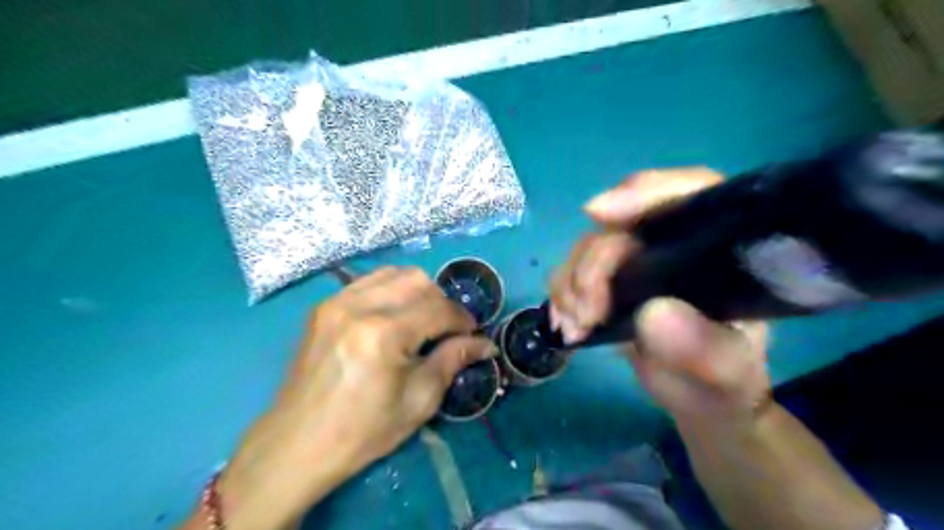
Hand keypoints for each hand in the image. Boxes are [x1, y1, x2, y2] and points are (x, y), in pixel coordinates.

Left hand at [214, 270, 496, 529]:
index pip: (439, 309)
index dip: (463, 320)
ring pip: (393, 273)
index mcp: (384, 334)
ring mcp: (337, 301)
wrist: (298, 444)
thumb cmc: (363, 431)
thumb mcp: (419, 400)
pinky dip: (391, 291)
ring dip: (417, 292)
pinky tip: (394, 315)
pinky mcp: (325, 306)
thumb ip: (453, 360)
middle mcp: (359, 306)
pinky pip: (368, 281)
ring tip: (422, 320)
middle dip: (442, 302)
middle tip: (447, 329)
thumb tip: (486, 344)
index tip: (474, 334)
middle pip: (418, 280)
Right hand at [551, 169, 770, 425]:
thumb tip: (653, 313)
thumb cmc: (721, 380)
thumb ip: (702, 349)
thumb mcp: (726, 374)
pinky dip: (561, 295)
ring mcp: (636, 260)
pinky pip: (572, 271)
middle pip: (621, 228)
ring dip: (571, 285)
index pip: (691, 194)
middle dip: (594, 268)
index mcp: (717, 250)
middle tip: (586, 315)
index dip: (646, 193)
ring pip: (588, 247)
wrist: (693, 394)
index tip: (598, 212)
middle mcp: (672, 244)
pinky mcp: (608, 279)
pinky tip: (566, 325)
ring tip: (575, 327)